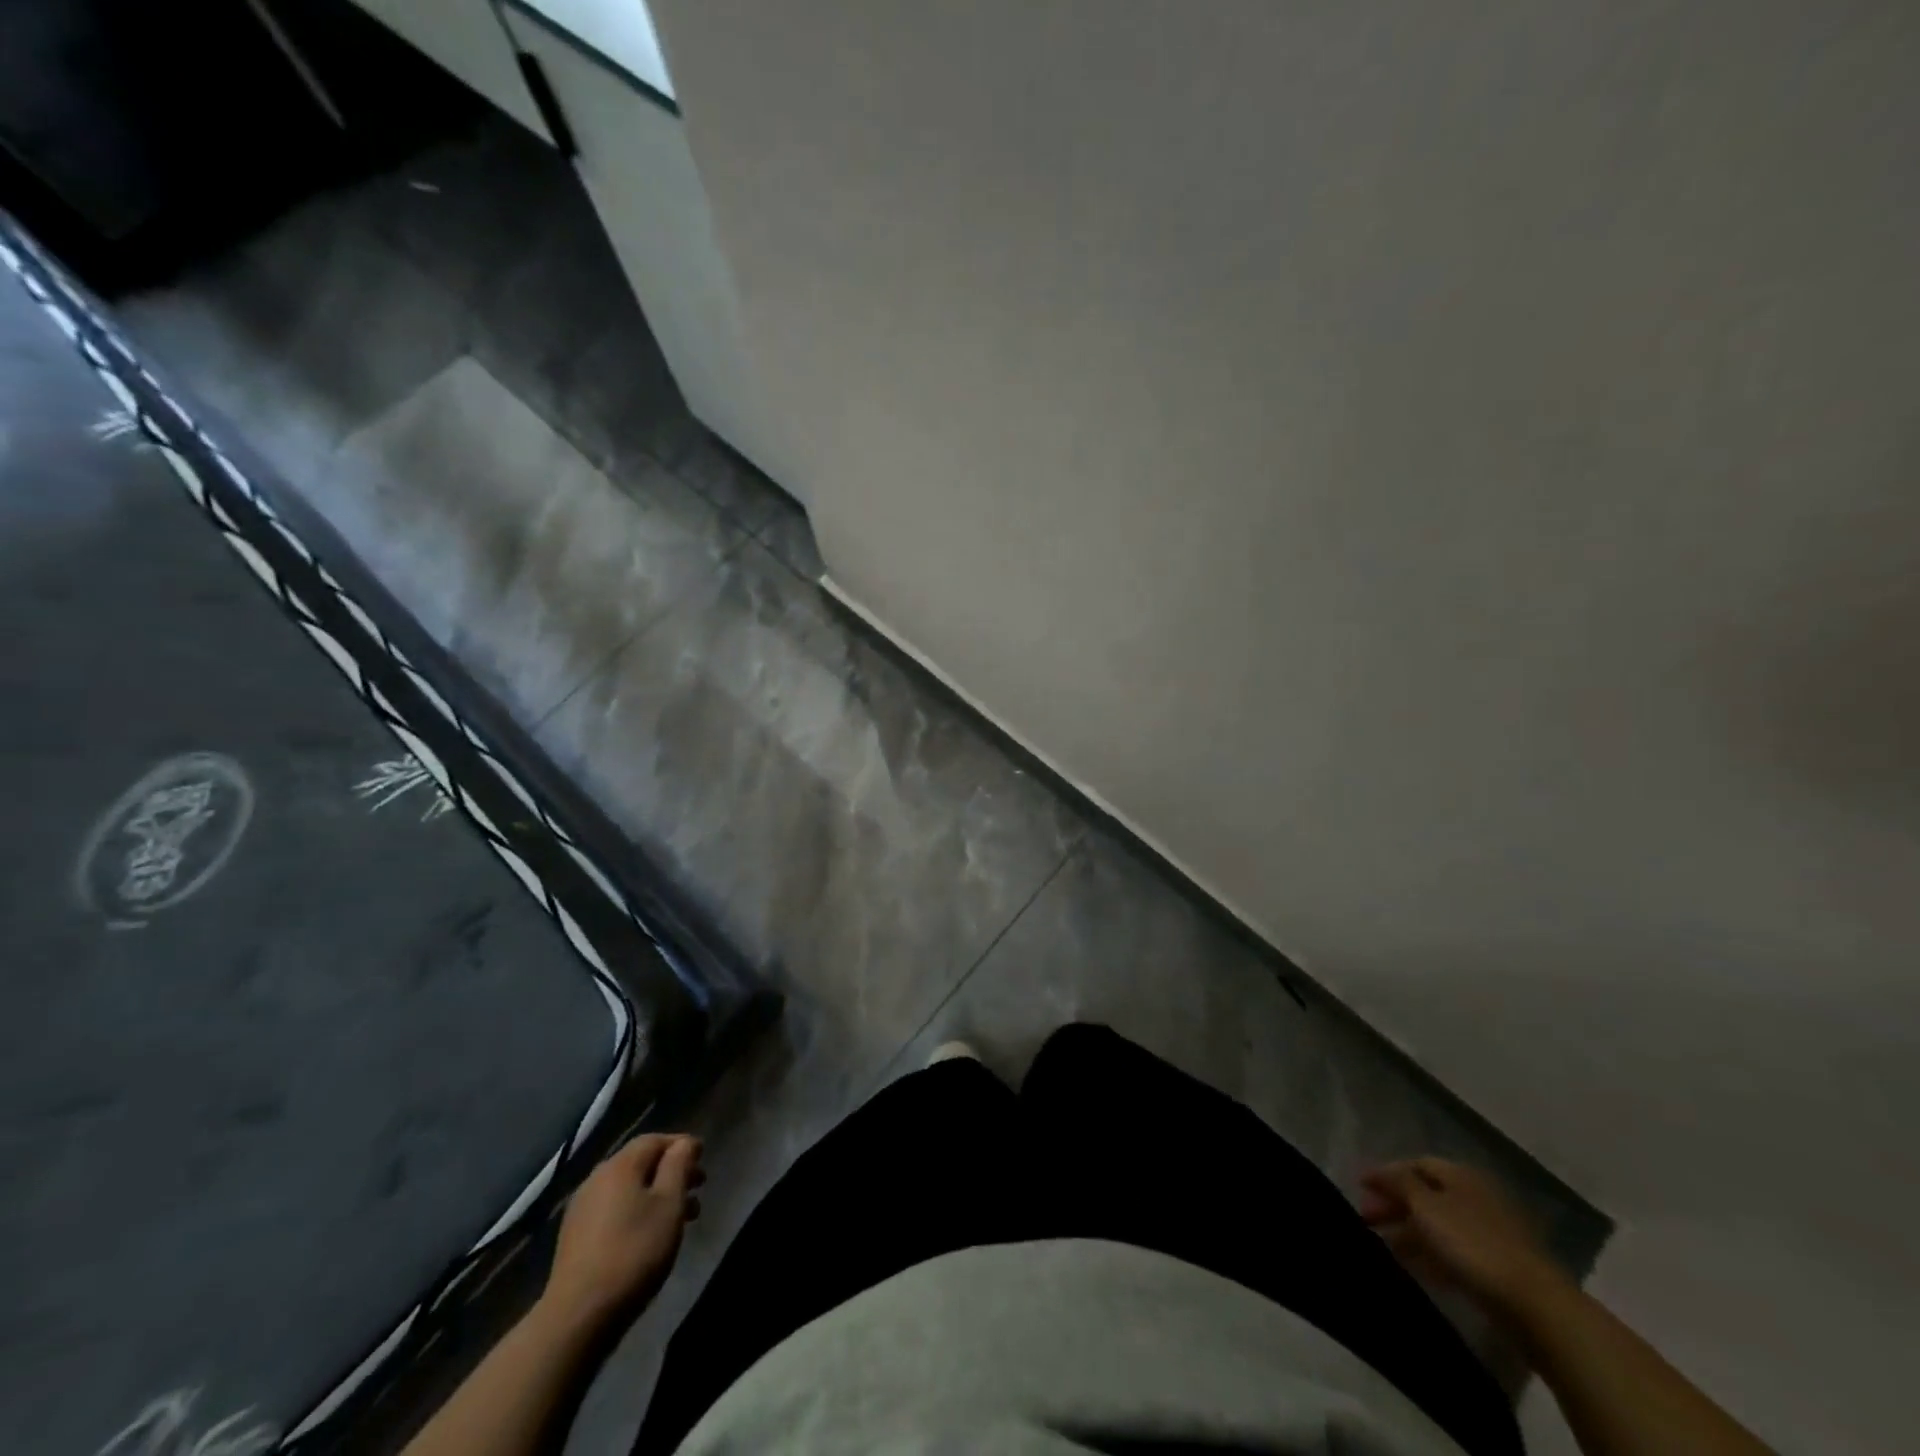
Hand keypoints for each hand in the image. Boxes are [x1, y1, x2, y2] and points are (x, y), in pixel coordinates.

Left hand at [541, 1134, 703, 1332]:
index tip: (703, 1160)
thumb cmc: (634, 1252)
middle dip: (672, 1172)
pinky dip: (637, 1212)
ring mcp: (581, 1210)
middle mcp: (597, 1179)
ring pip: (628, 1190)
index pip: (655, 1140)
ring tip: (680, 1219)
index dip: (681, 1145)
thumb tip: (683, 1143)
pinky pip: (614, 1210)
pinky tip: (648, 1236)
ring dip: (657, 1195)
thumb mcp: (669, 1204)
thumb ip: (678, 1166)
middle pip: (641, 1164)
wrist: (578, 1317)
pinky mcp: (574, 1238)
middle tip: (698, 1190)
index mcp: (619, 1166)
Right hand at [1359, 1157, 1569, 1319]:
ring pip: (1439, 1225)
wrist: (1536, 1305)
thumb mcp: (1426, 1206)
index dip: (1386, 1173)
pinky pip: (1454, 1252)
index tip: (1360, 1186)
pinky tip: (1415, 1267)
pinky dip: (1430, 1254)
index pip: (1415, 1164)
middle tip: (1367, 1218)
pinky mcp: (1497, 1267)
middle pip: (1426, 1194)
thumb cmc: (1473, 1244)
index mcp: (1461, 1175)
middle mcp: (1475, 1197)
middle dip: (1394, 1204)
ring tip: (1383, 1245)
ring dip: (1409, 1232)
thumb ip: (1398, 1183)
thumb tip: (1380, 1171)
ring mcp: (1489, 1233)